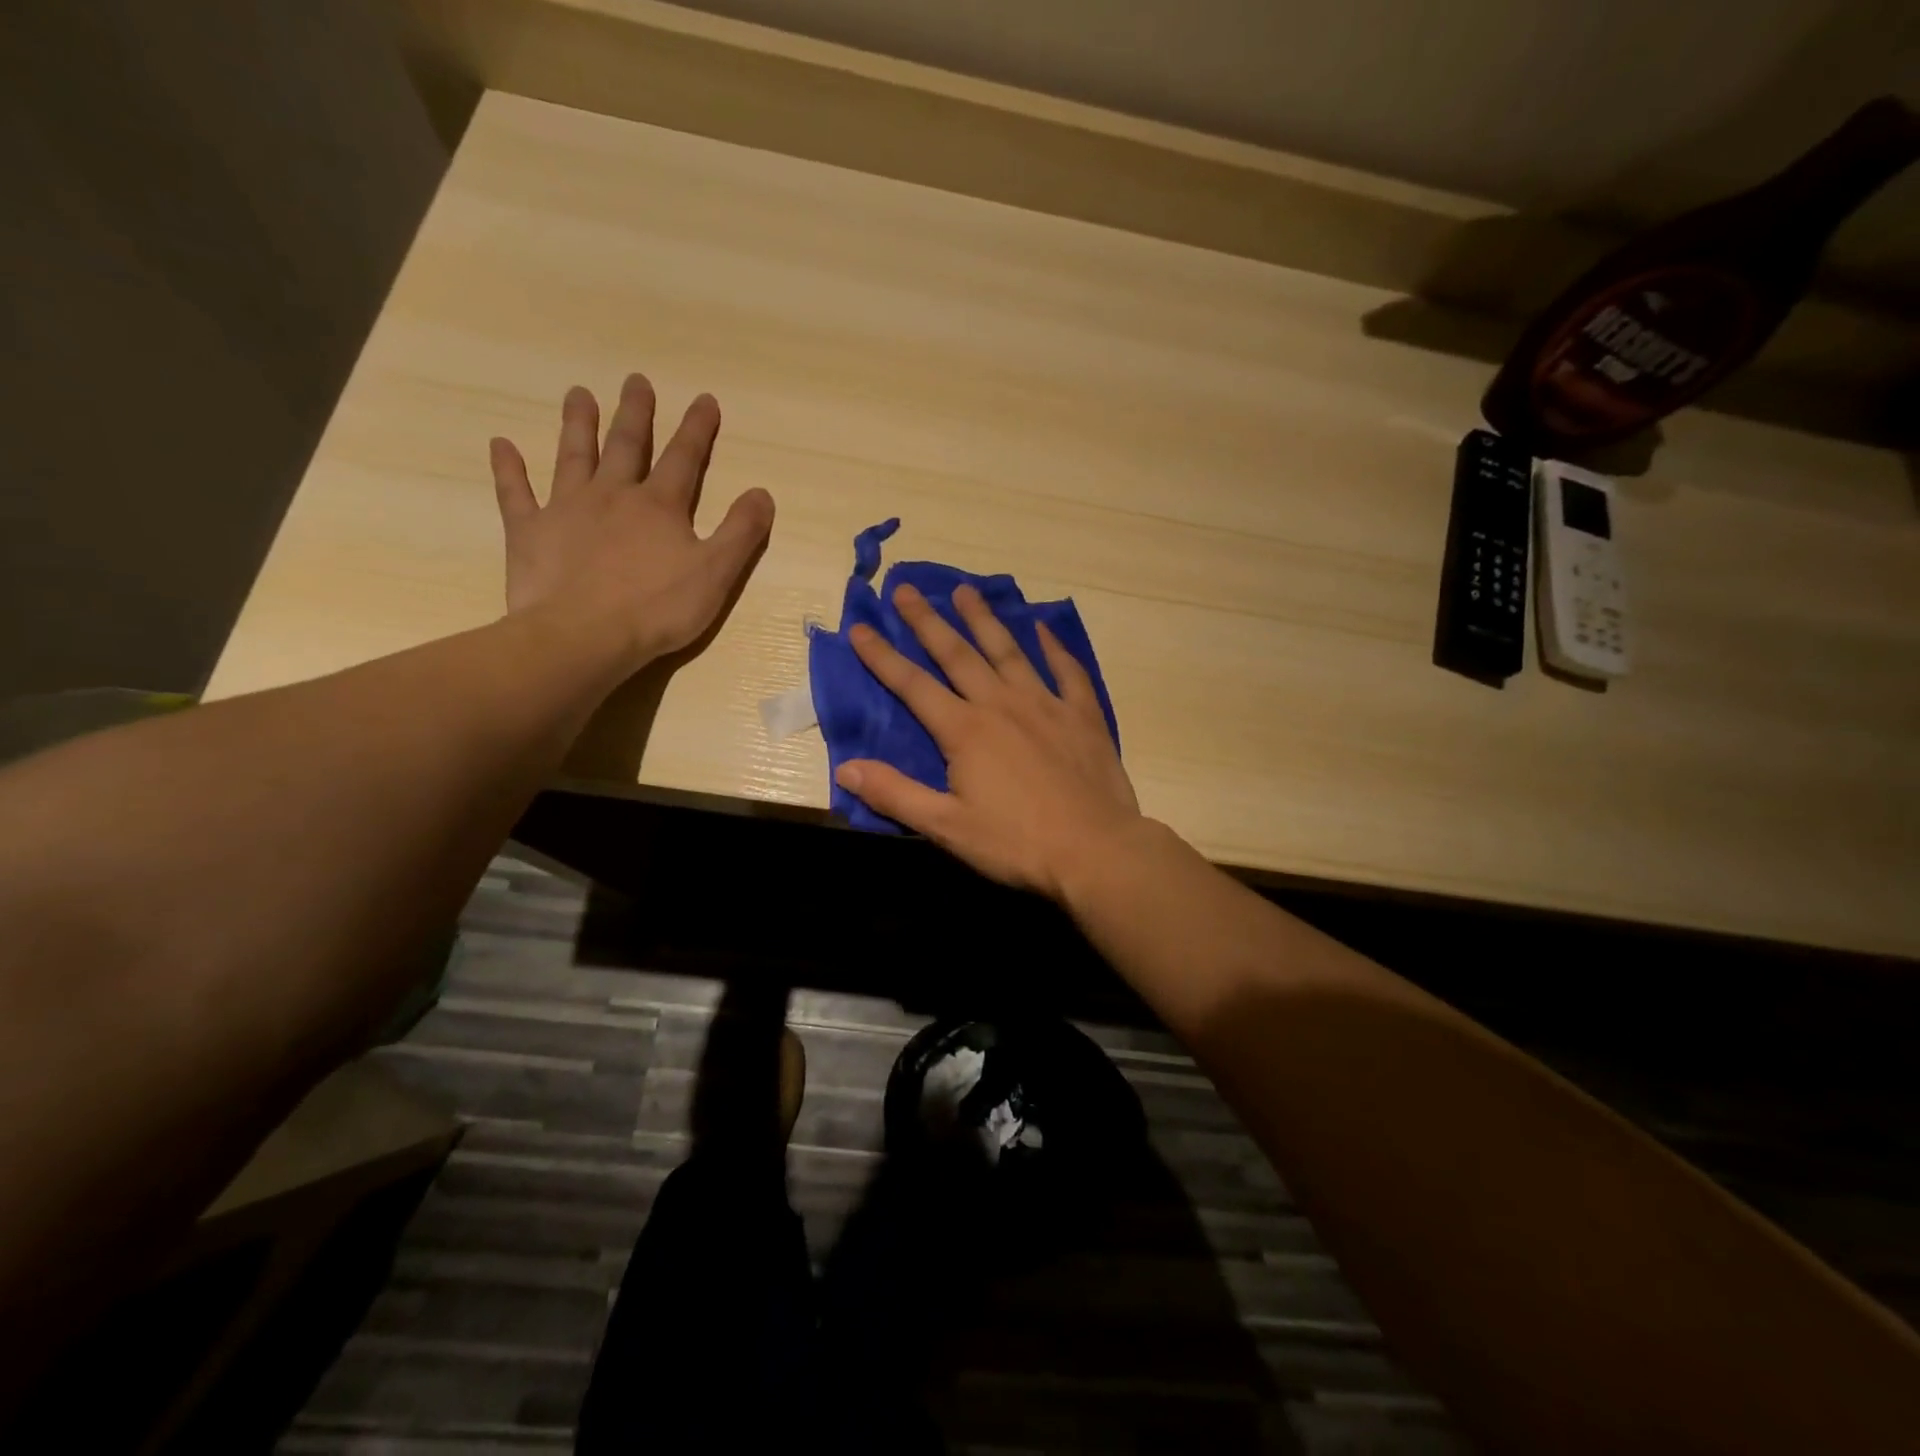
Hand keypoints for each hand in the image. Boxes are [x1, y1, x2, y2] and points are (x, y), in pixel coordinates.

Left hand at [490, 374, 773, 669]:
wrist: (584, 636)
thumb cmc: (657, 609)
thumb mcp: (716, 574)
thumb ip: (741, 532)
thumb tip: (762, 493)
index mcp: (660, 507)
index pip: (685, 459)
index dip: (697, 429)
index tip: (704, 399)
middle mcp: (613, 495)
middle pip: (627, 446)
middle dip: (636, 413)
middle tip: (637, 380)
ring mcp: (567, 510)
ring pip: (574, 456)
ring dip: (579, 425)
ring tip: (580, 394)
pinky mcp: (530, 532)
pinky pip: (515, 493)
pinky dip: (508, 469)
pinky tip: (501, 445)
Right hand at [836, 582, 1142, 900]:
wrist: (1095, 850)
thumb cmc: (1016, 843)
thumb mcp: (946, 827)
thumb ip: (895, 794)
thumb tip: (845, 767)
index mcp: (965, 730)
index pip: (913, 686)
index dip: (882, 657)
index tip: (861, 628)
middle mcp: (1001, 705)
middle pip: (958, 654)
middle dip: (928, 621)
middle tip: (907, 589)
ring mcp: (1046, 705)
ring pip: (1009, 651)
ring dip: (984, 620)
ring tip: (965, 592)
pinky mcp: (1082, 716)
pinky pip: (1067, 671)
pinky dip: (1054, 648)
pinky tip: (1044, 628)